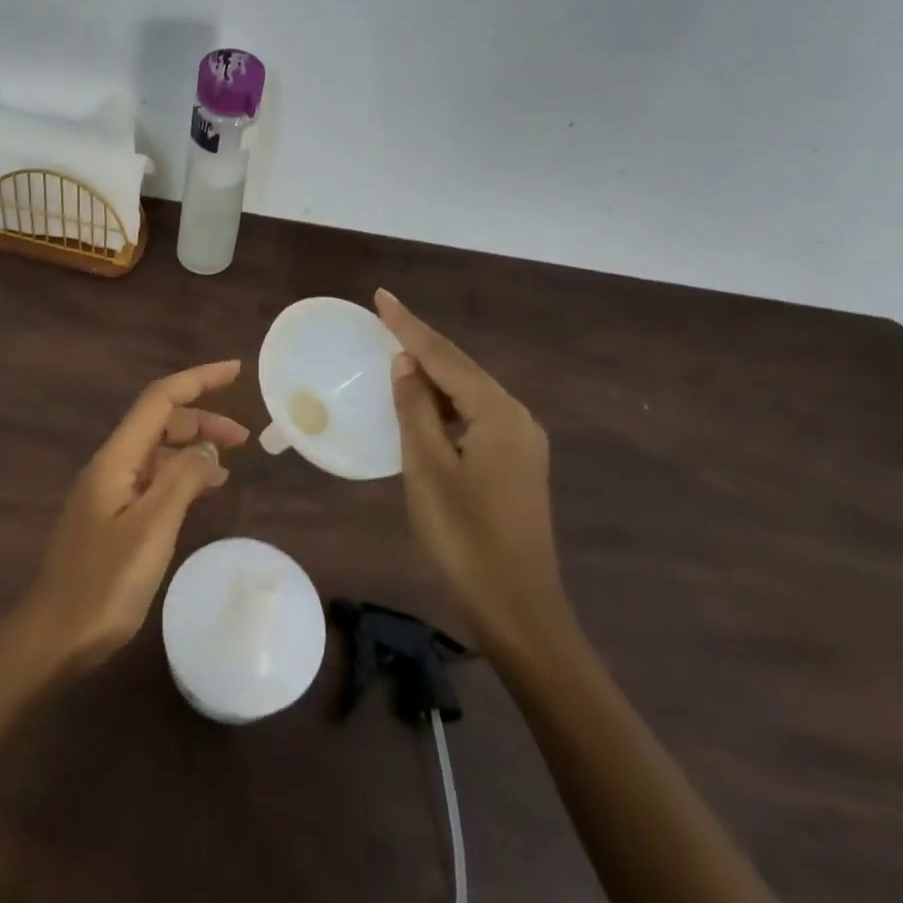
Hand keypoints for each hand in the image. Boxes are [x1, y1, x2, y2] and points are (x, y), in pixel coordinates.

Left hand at [18, 359, 248, 674]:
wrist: (55, 636)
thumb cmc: (104, 583)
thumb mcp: (151, 528)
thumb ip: (181, 480)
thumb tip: (207, 449)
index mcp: (116, 459)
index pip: (159, 400)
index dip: (198, 380)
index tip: (236, 371)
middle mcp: (111, 465)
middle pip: (160, 422)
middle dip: (202, 420)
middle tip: (244, 439)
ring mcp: (109, 491)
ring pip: (158, 451)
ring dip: (193, 449)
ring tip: (230, 465)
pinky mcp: (112, 515)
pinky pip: (153, 479)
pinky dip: (181, 476)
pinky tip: (202, 491)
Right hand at [374, 289, 569, 663]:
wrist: (517, 606)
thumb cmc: (464, 535)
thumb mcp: (428, 468)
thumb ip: (416, 409)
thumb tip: (406, 363)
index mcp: (498, 414)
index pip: (445, 358)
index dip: (409, 326)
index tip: (380, 296)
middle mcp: (517, 418)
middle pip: (462, 369)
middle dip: (422, 343)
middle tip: (385, 317)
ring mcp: (521, 441)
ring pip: (469, 392)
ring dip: (433, 373)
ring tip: (396, 353)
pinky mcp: (516, 462)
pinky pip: (475, 415)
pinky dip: (445, 403)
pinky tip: (423, 404)